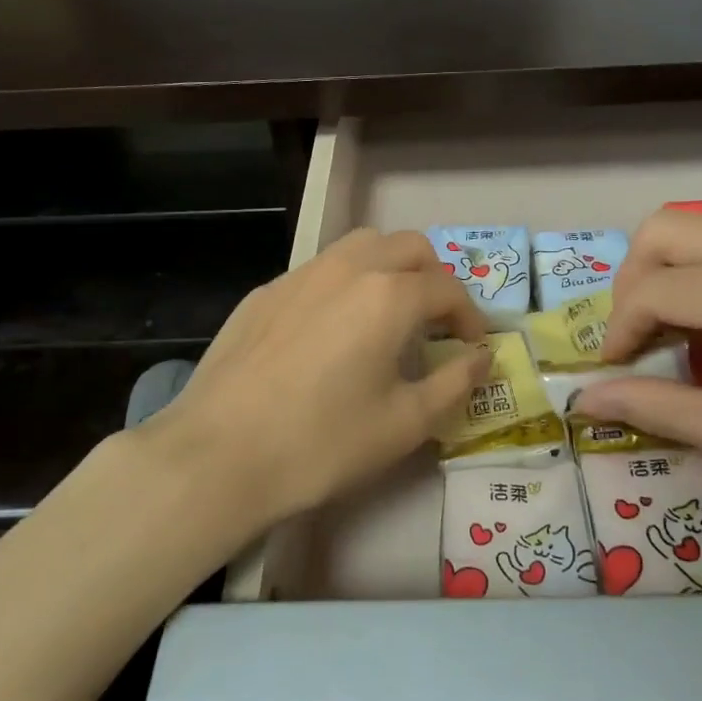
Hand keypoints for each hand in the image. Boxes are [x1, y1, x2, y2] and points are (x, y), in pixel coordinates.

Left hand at [149, 229, 488, 526]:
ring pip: (361, 246)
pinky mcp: (266, 291)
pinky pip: (320, 269)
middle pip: (409, 247)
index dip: (470, 317)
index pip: (447, 288)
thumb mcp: (405, 423)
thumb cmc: (322, 443)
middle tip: (434, 323)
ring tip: (387, 315)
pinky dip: (345, 283)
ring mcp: (301, 274)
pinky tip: (331, 330)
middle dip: (434, 278)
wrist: (218, 455)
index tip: (471, 348)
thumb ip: (455, 384)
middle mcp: (348, 268)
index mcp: (389, 295)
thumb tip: (483, 357)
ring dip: (389, 268)